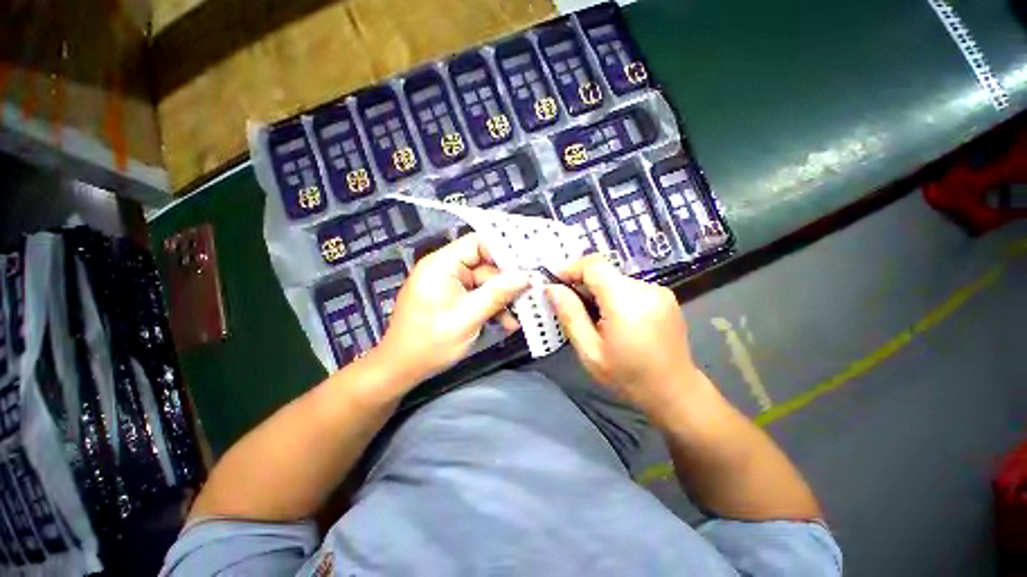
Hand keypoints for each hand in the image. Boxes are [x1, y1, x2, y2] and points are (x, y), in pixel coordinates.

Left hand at [375, 234, 528, 381]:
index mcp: (442, 264)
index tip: (528, 264)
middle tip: (531, 293)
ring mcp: (449, 284)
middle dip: (507, 282)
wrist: (400, 369)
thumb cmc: (429, 343)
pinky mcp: (452, 298)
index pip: (478, 242)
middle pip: (485, 265)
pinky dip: (491, 307)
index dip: (504, 250)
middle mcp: (445, 268)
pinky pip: (477, 295)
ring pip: (485, 283)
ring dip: (502, 299)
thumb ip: (497, 294)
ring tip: (520, 316)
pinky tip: (506, 323)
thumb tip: (527, 277)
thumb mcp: (468, 318)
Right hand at [545, 254, 705, 420]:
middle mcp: (645, 288)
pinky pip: (629, 287)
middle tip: (573, 307)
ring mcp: (659, 290)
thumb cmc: (628, 376)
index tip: (556, 284)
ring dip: (599, 292)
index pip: (594, 265)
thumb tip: (552, 288)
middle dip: (584, 284)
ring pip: (616, 279)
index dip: (571, 269)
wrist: (675, 391)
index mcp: (626, 301)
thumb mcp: (590, 352)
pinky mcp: (664, 296)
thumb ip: (570, 315)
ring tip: (596, 318)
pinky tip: (616, 320)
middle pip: (605, 272)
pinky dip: (615, 296)